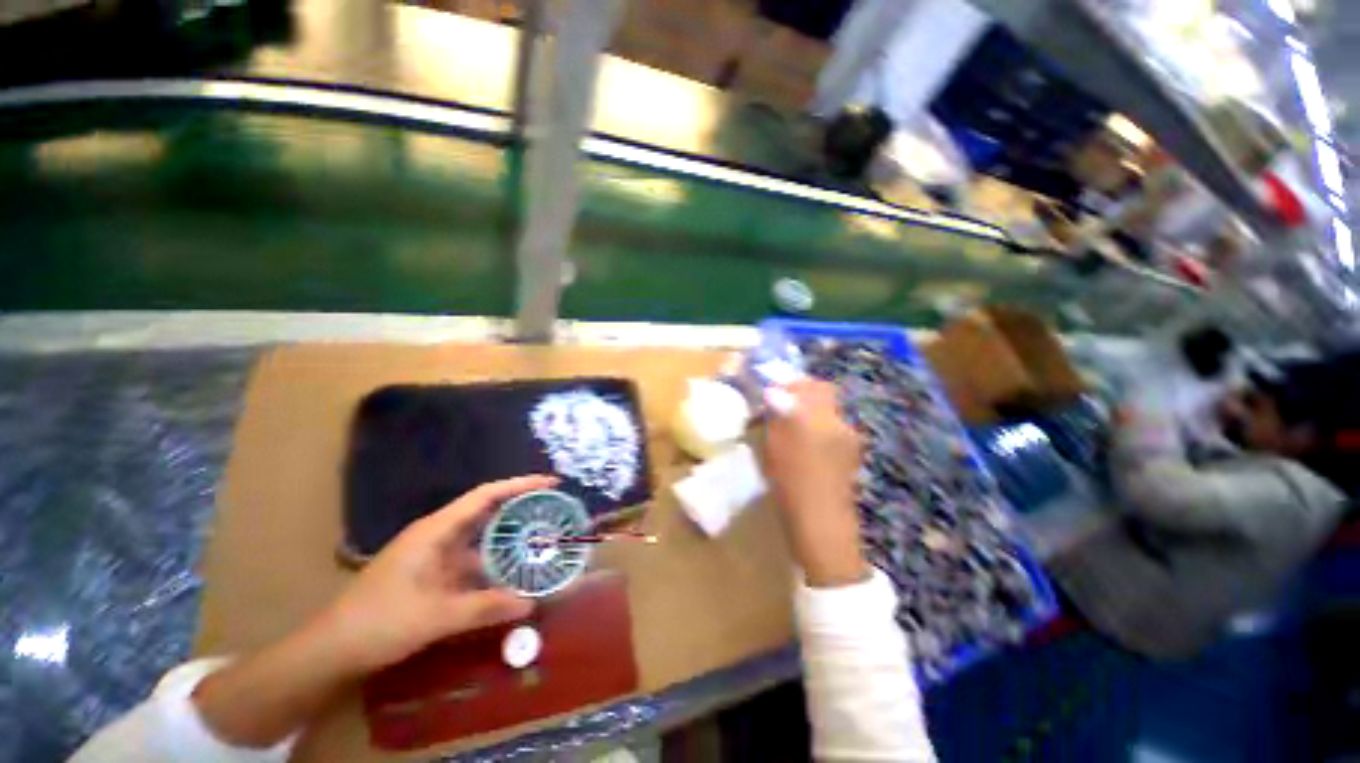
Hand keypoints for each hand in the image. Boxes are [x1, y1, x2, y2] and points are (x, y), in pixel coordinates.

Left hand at [315, 475, 553, 672]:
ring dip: (508, 539)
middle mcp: (438, 535)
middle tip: (554, 510)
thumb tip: (530, 604)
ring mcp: (435, 556)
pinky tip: (512, 575)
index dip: (519, 485)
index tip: (550, 483)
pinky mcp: (433, 574)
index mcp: (435, 531)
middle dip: (520, 507)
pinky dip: (494, 565)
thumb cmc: (377, 623)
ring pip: (481, 540)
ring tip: (542, 540)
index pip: (485, 496)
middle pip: (487, 511)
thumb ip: (483, 608)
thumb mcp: (434, 617)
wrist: (330, 650)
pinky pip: (472, 562)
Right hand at [761, 380, 867, 587]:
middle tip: (780, 408)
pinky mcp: (850, 456)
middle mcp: (840, 422)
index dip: (792, 386)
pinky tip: (804, 446)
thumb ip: (778, 414)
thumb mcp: (776, 444)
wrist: (821, 524)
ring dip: (809, 413)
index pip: (812, 386)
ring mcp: (849, 440)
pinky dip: (817, 429)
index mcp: (821, 417)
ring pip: (827, 413)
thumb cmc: (792, 482)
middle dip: (802, 396)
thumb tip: (774, 391)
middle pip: (824, 396)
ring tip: (789, 428)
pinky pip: (832, 430)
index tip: (773, 395)